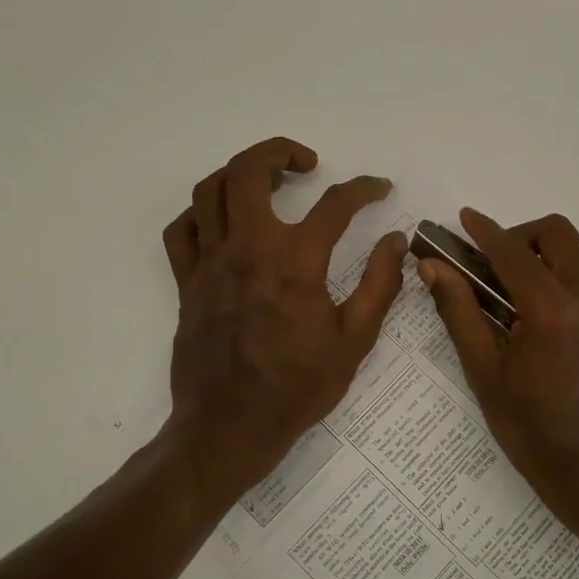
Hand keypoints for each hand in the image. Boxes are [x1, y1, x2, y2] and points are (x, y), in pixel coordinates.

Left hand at [161, 138, 405, 504]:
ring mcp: (210, 263)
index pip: (335, 205)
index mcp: (295, 262)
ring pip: (210, 191)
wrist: (231, 427)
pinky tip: (225, 221)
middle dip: (280, 151)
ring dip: (240, 173)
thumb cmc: (298, 387)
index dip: (363, 189)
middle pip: (249, 171)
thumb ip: (380, 285)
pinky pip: (182, 229)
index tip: (379, 189)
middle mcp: (248, 249)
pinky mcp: (186, 282)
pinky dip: (202, 212)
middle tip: (307, 163)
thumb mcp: (355, 341)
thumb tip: (396, 241)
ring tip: (267, 182)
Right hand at [419, 209, 578, 536]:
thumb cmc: (528, 428)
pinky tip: (543, 326)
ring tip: (514, 300)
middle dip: (522, 236)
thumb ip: (459, 311)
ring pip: (577, 259)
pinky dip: (562, 287)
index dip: (485, 231)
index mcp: (553, 311)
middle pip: (559, 235)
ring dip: (543, 262)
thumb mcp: (484, 370)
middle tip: (494, 265)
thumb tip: (433, 267)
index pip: (514, 252)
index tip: (465, 219)